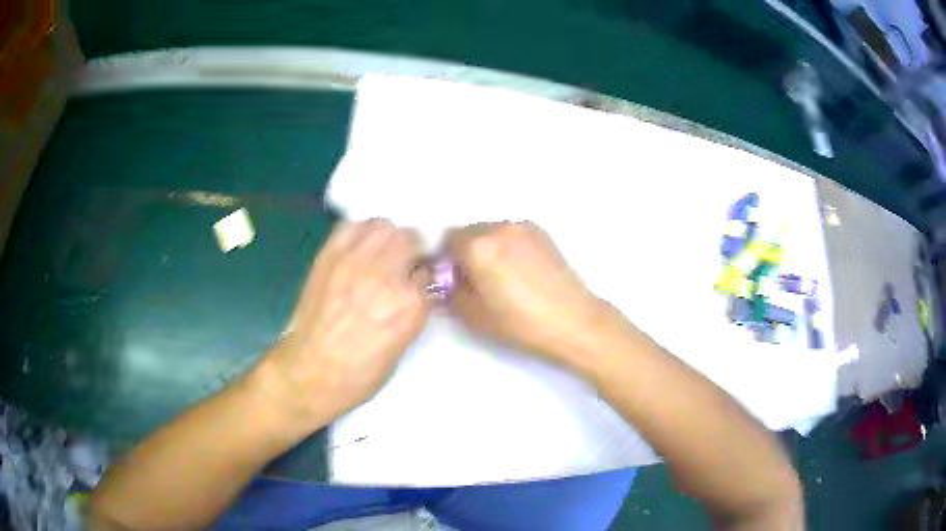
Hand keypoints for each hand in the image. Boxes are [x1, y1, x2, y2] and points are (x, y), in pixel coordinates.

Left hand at [260, 219, 430, 428]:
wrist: (310, 373)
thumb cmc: (360, 374)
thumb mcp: (402, 346)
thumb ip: (414, 309)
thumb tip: (416, 288)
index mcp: (410, 304)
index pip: (431, 271)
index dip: (425, 277)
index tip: (420, 282)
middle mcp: (385, 275)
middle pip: (409, 239)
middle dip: (411, 250)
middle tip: (402, 265)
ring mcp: (354, 261)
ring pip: (383, 226)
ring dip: (388, 238)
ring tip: (381, 253)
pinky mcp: (329, 256)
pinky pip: (351, 227)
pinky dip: (360, 232)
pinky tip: (359, 249)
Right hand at [446, 222, 616, 373]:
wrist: (572, 320)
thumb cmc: (519, 322)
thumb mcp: (473, 316)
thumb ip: (450, 294)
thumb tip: (445, 282)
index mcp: (478, 245)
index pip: (447, 241)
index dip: (447, 261)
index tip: (455, 281)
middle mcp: (498, 227)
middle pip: (469, 232)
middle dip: (466, 253)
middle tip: (476, 281)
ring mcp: (522, 227)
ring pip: (492, 232)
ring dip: (488, 248)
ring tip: (502, 277)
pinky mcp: (542, 232)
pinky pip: (512, 234)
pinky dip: (507, 246)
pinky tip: (520, 271)